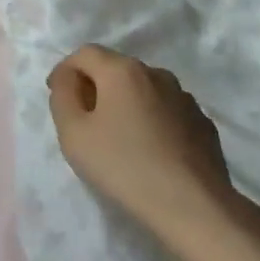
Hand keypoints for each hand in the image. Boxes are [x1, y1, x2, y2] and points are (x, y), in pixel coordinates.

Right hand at [47, 46, 235, 242]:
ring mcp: (184, 98)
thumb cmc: (124, 167)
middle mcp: (156, 74)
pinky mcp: (202, 123)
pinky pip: (166, 112)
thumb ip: (63, 96)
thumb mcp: (73, 133)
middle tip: (83, 120)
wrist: (193, 207)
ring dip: (126, 104)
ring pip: (144, 90)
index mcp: (122, 71)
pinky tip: (150, 151)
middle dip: (95, 86)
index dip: (66, 70)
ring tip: (118, 138)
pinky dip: (151, 121)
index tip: (56, 96)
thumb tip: (68, 77)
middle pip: (116, 69)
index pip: (85, 53)